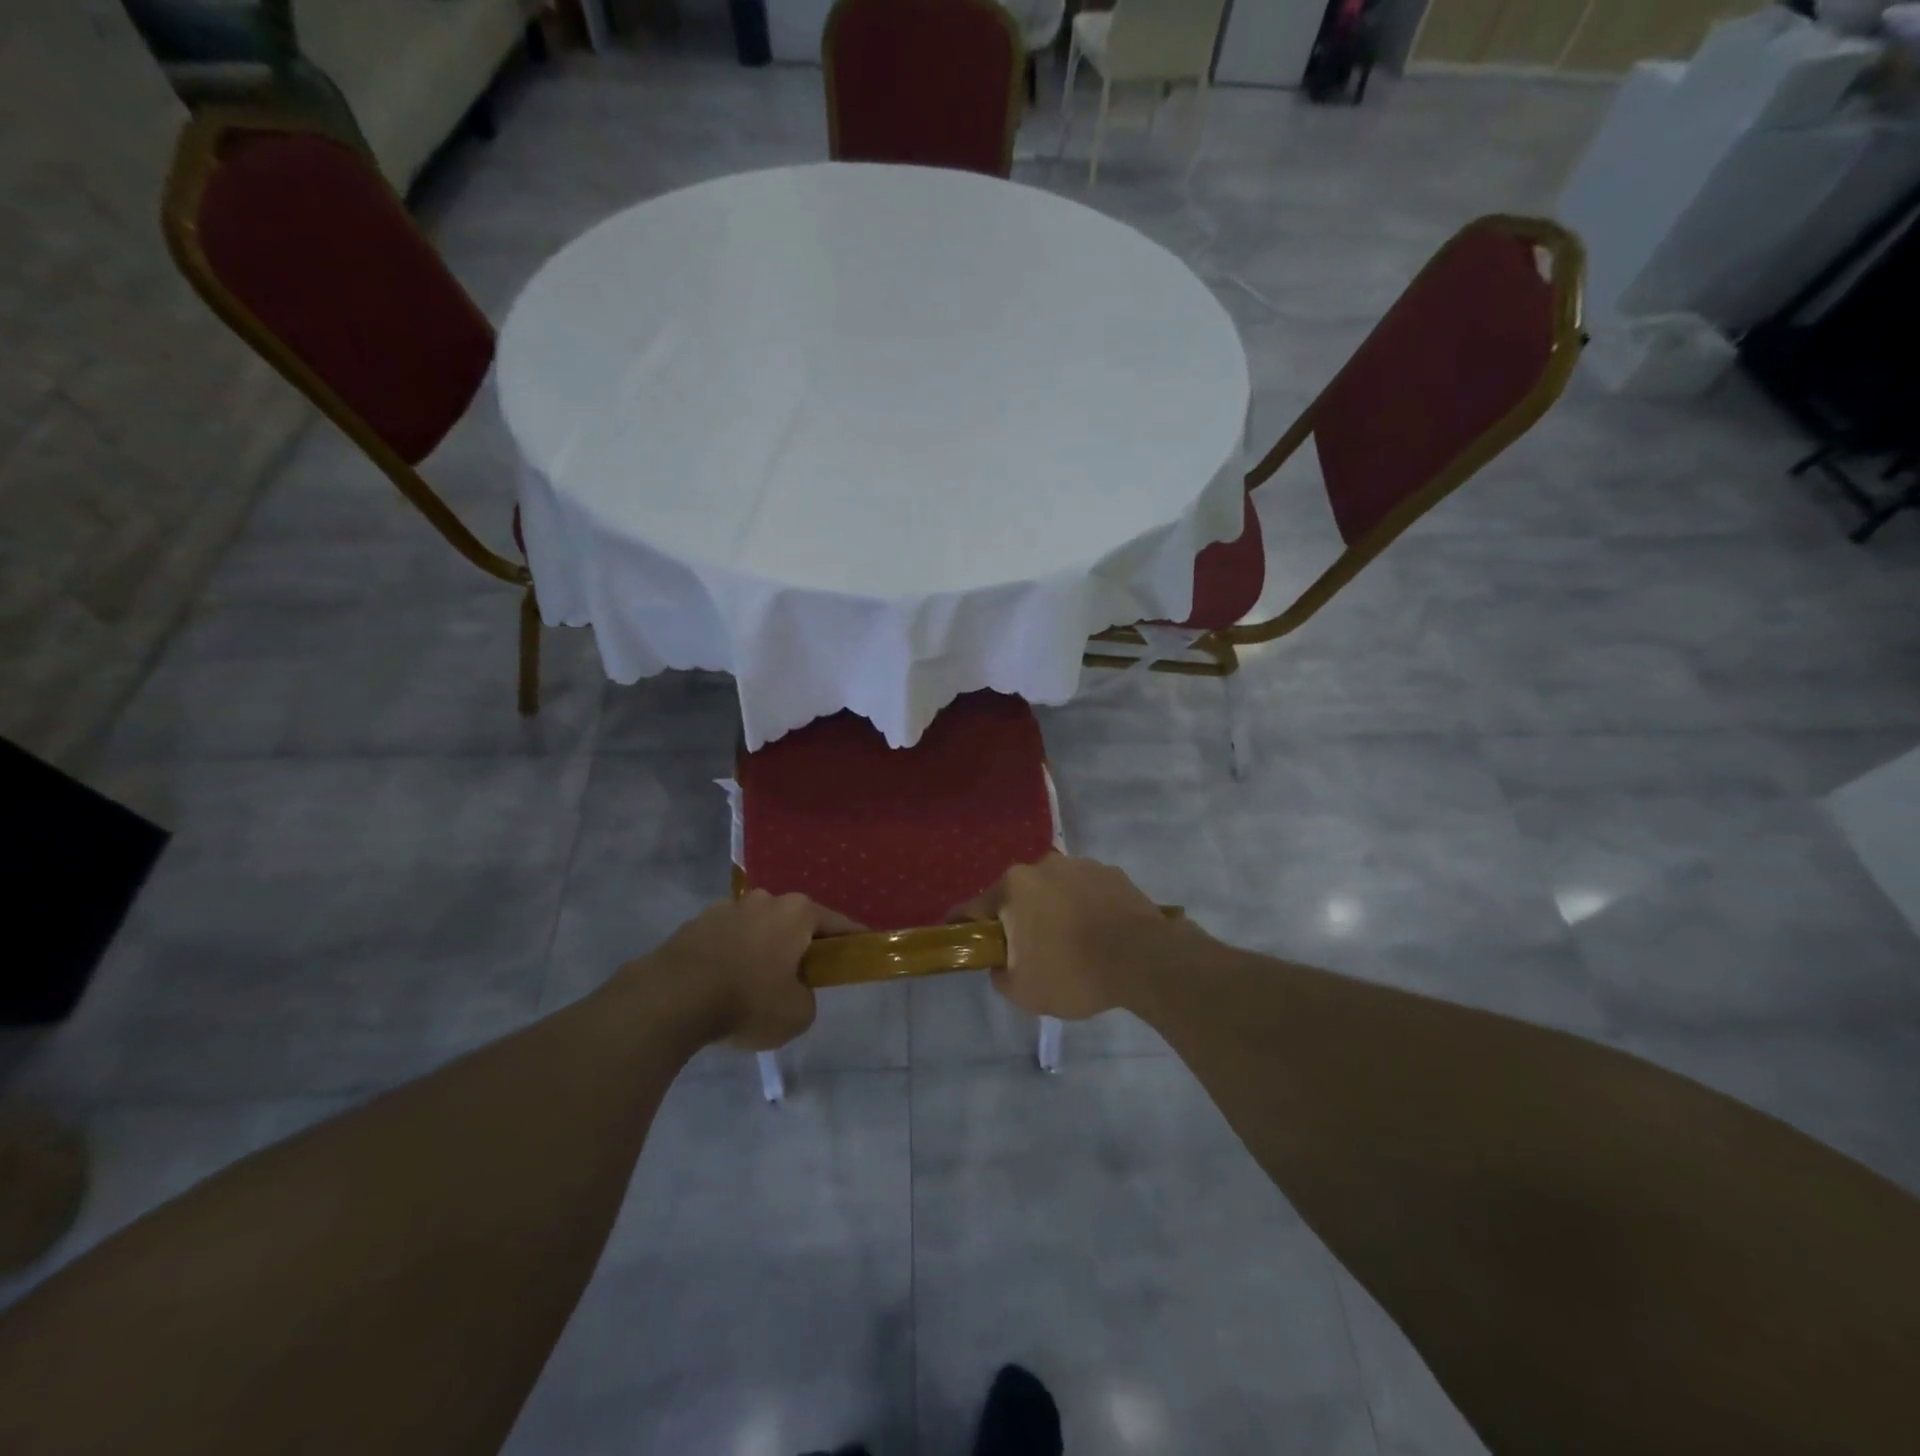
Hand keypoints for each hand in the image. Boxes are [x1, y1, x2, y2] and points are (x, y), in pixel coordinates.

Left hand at [639, 892, 861, 1050]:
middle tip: (802, 978)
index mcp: (797, 912)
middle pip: (794, 923)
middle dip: (800, 946)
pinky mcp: (695, 924)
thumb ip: (807, 998)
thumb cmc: (747, 1000)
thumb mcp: (797, 1014)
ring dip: (762, 950)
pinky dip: (731, 957)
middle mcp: (765, 900)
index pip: (838, 923)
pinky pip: (726, 940)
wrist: (671, 998)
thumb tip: (795, 991)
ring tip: (755, 986)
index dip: (852, 941)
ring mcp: (726, 908)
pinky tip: (723, 986)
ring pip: (757, 929)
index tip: (860, 954)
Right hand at [953, 855, 1183, 1020]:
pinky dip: (1085, 908)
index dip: (964, 926)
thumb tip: (1002, 963)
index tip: (961, 938)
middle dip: (1018, 920)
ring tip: (1071, 944)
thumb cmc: (1074, 973)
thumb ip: (1000, 974)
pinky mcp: (1112, 873)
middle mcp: (1043, 866)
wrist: (1144, 959)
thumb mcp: (1023, 991)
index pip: (974, 908)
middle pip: (1018, 896)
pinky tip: (1098, 935)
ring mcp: (1081, 865)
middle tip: (1028, 952)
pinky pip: (1086, 892)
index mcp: (1014, 888)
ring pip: (1054, 891)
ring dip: (1054, 911)